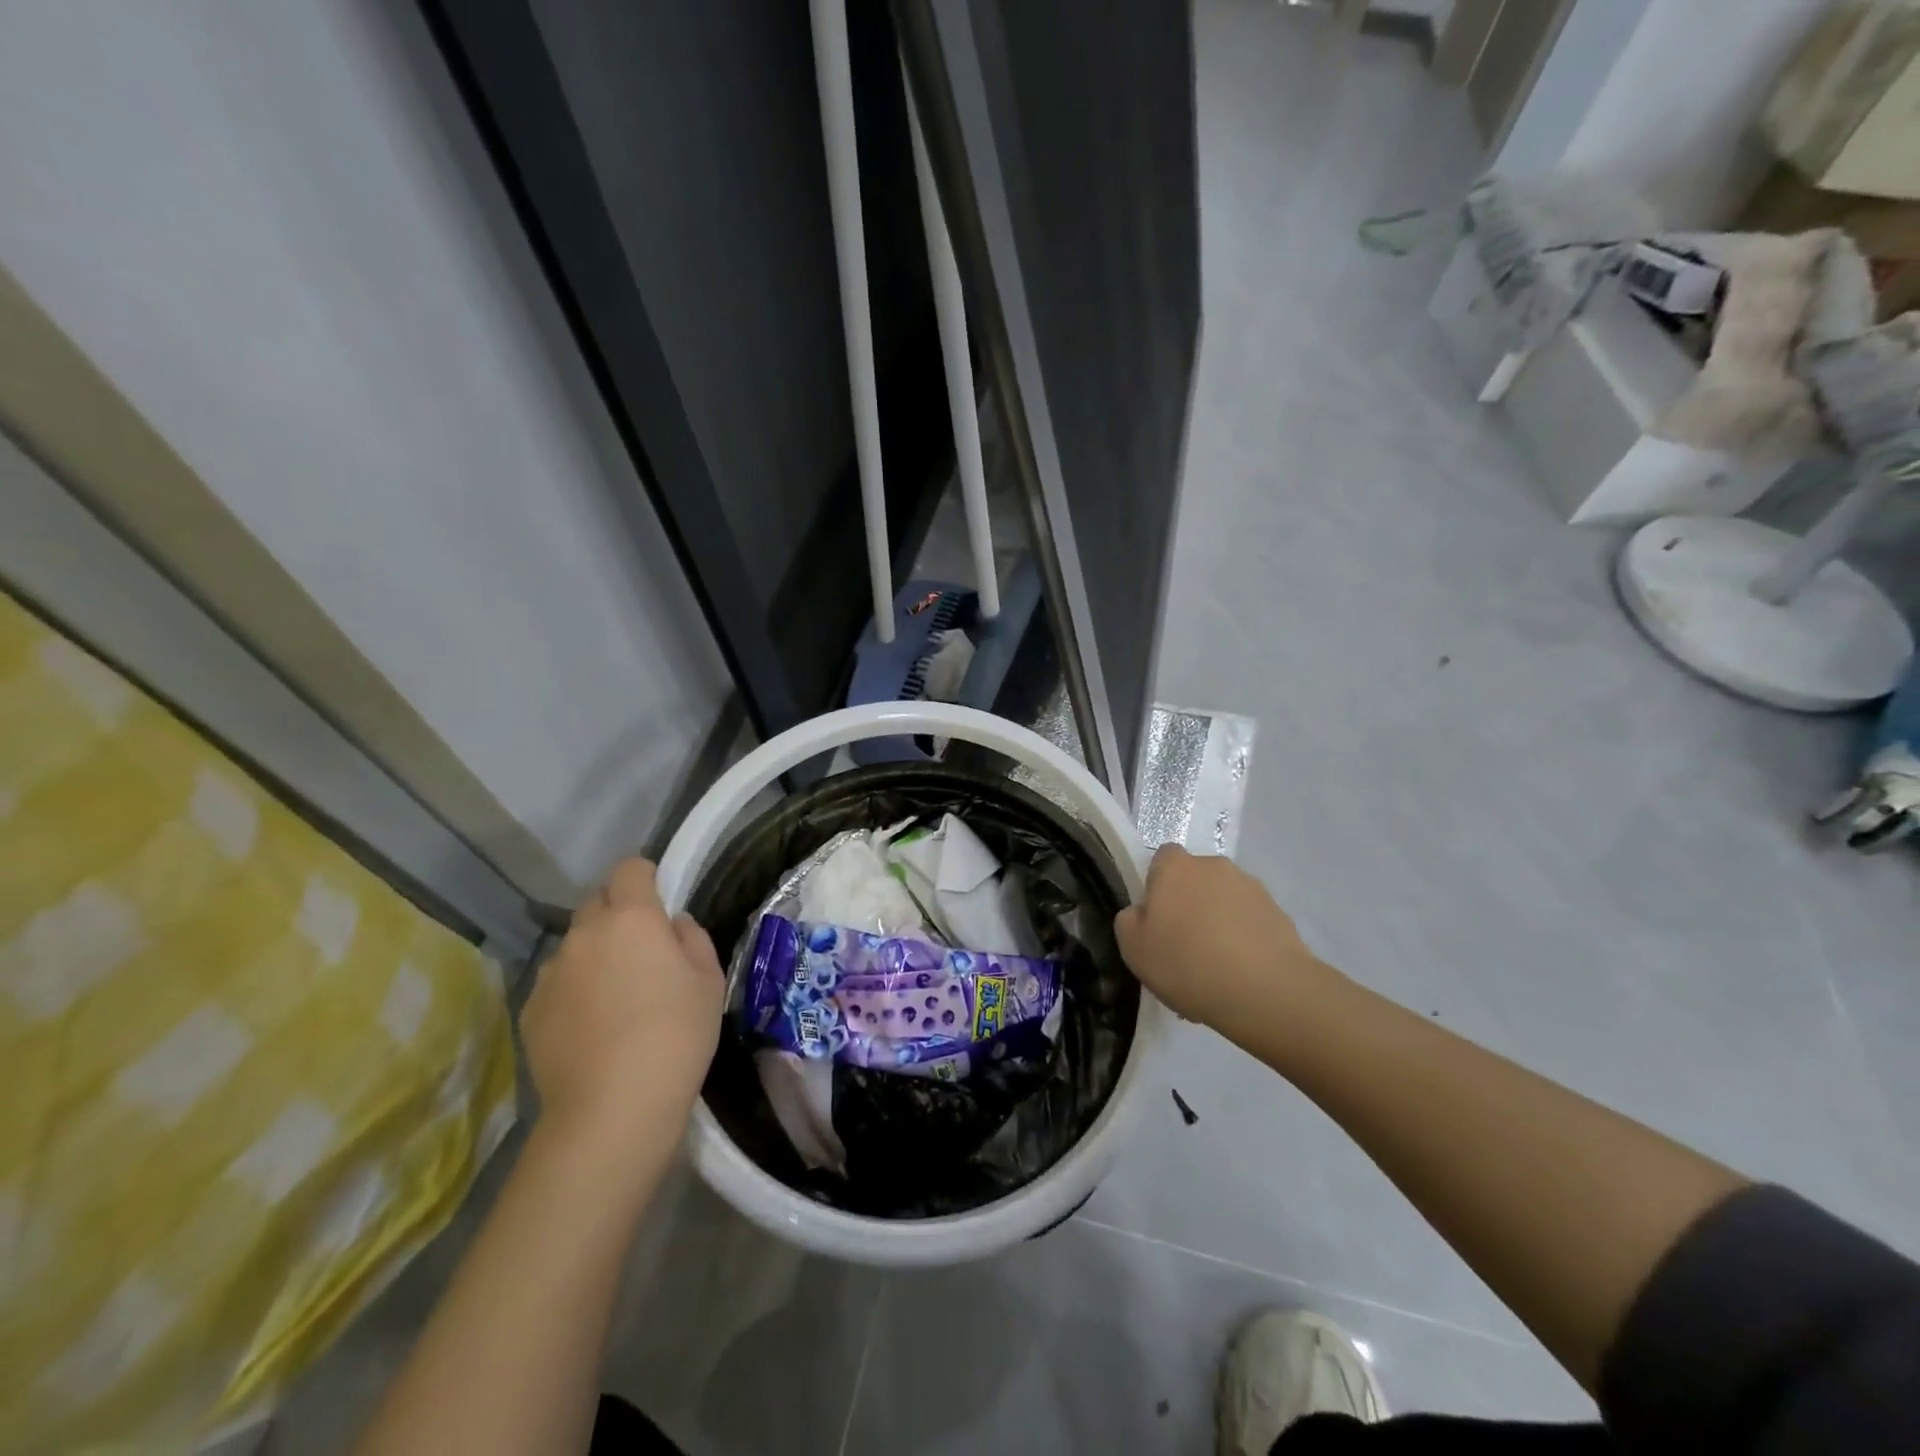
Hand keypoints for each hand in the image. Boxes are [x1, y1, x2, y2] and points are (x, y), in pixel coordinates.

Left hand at [521, 858, 724, 1145]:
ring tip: (614, 996)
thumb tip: (672, 926)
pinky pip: (557, 983)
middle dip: (617, 913)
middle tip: (641, 950)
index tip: (659, 899)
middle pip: (597, 902)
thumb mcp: (709, 981)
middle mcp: (585, 933)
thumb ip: (692, 939)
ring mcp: (551, 972)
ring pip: (575, 945)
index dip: (645, 876)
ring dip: (594, 954)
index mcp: (632, 918)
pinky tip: (591, 1027)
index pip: (630, 868)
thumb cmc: (677, 1035)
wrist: (613, 1108)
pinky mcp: (530, 1009)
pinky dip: (574, 990)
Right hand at [1115, 845, 1338, 1034]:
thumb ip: (1129, 920)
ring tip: (1216, 967)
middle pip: (1195, 879)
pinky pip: (1250, 922)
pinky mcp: (1279, 913)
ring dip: (1219, 921)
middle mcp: (1214, 866)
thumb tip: (1142, 913)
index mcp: (1175, 867)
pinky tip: (1240, 974)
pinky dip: (1244, 939)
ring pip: (1224, 900)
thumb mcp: (1133, 948)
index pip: (1161, 859)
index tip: (1157, 920)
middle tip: (1184, 946)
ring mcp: (1251, 887)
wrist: (1265, 991)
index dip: (1157, 886)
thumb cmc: (1187, 963)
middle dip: (1190, 904)